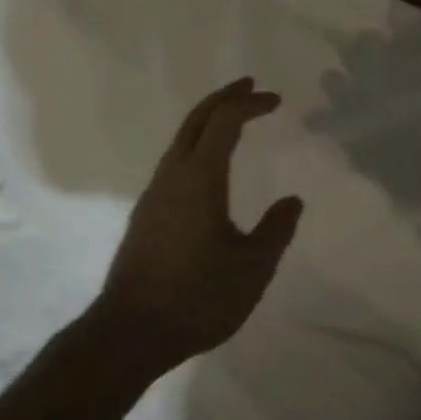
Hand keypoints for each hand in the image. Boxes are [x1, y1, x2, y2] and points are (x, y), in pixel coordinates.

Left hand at [88, 77, 303, 374]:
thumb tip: (292, 202)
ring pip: (182, 137)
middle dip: (225, 96)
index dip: (251, 104)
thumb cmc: (196, 297)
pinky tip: (207, 167)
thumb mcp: (252, 269)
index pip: (226, 120)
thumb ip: (275, 231)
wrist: (127, 333)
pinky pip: (175, 159)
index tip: (276, 101)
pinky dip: (197, 143)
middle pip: (198, 117)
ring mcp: (155, 192)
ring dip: (208, 119)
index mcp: (201, 176)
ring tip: (232, 120)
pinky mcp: (146, 213)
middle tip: (250, 86)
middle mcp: (174, 173)